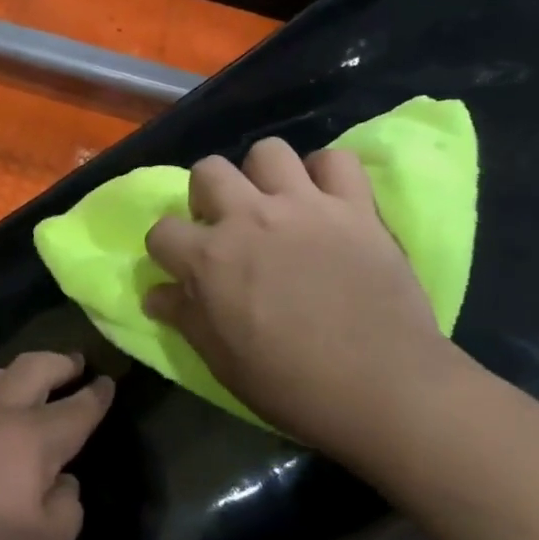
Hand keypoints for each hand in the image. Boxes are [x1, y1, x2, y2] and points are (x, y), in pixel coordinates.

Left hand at [0, 352, 111, 539]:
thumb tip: (61, 481)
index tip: (108, 381)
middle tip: (74, 363)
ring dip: (15, 373)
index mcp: (30, 439)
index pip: (75, 408)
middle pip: (31, 369)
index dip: (96, 395)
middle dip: (59, 363)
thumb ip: (65, 509)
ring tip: (26, 382)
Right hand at [143, 137, 461, 453]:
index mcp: (210, 259)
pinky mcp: (354, 207)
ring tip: (276, 205)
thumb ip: (185, 318)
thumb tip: (155, 294)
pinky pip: (337, 160)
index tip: (182, 267)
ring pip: (268, 151)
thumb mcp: (221, 361)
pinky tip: (327, 200)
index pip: (162, 230)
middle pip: (208, 170)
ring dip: (263, 175)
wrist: (383, 387)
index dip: (167, 250)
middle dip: (207, 194)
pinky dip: (328, 174)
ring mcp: (304, 206)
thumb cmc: (292, 385)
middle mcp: (249, 218)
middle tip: (227, 226)